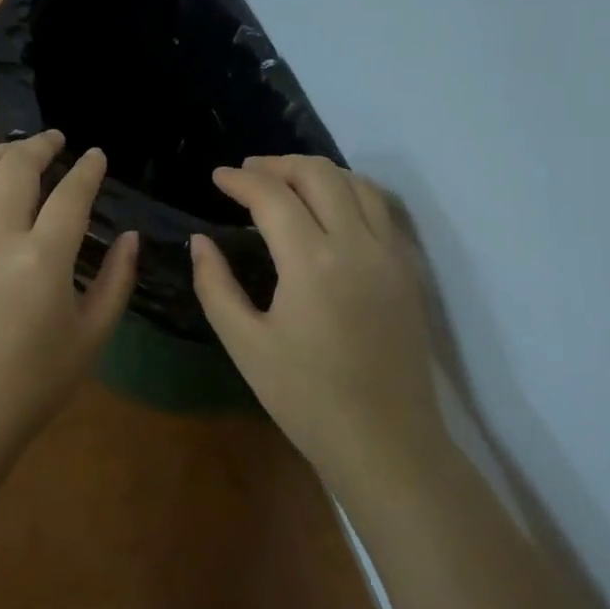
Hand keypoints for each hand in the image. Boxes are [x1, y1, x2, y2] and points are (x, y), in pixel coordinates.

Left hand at [0, 132, 137, 456]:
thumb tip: (129, 237)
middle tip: (56, 140)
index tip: (97, 155)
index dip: (88, 168)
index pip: (71, 194)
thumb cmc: (33, 384)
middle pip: (16, 166)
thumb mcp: (91, 338)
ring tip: (14, 153)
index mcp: (42, 259)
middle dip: (41, 144)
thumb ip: (116, 281)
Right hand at [191, 155, 443, 491]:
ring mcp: (390, 255)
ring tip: (286, 183)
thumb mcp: (245, 345)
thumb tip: (201, 241)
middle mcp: (357, 244)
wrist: (387, 444)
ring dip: (316, 173)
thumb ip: (216, 285)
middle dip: (277, 164)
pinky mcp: (408, 270)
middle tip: (247, 174)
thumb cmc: (307, 399)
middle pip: (319, 174)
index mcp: (312, 262)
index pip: (272, 196)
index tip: (217, 177)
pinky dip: (349, 192)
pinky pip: (381, 208)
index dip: (240, 180)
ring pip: (356, 183)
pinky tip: (329, 208)